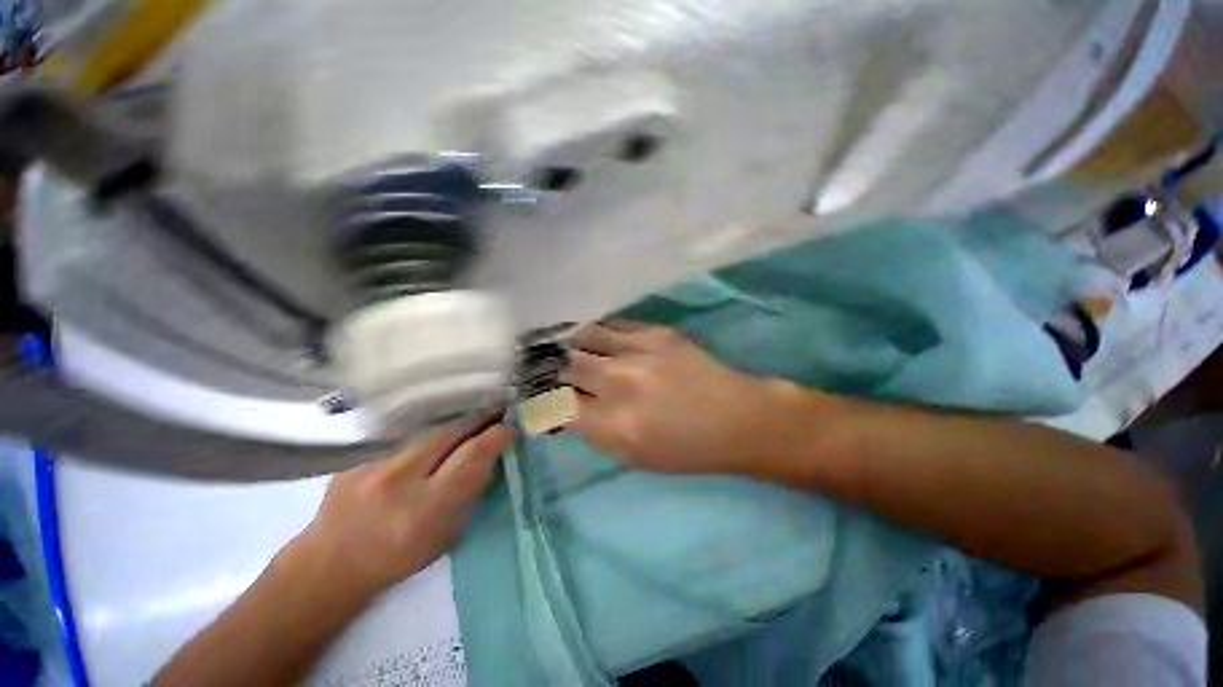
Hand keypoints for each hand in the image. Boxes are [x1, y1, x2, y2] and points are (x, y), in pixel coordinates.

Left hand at [294, 420, 512, 594]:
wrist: (330, 563)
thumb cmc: (398, 557)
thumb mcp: (446, 535)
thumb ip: (468, 493)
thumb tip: (491, 456)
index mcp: (425, 510)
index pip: (471, 457)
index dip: (495, 437)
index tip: (510, 429)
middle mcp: (397, 481)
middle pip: (450, 433)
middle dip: (479, 420)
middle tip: (498, 413)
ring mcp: (372, 465)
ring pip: (428, 431)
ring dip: (455, 426)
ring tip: (470, 424)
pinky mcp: (357, 457)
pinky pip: (404, 438)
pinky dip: (426, 437)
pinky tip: (429, 443)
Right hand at [560, 321, 813, 475]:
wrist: (737, 418)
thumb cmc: (687, 449)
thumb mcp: (633, 456)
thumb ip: (592, 432)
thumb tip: (564, 408)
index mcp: (616, 425)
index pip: (557, 403)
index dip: (540, 398)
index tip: (534, 394)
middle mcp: (622, 382)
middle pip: (565, 365)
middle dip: (546, 366)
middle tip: (538, 365)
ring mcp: (640, 351)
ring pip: (584, 336)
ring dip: (566, 342)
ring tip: (558, 344)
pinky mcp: (657, 332)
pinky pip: (612, 324)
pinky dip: (595, 332)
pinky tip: (591, 336)